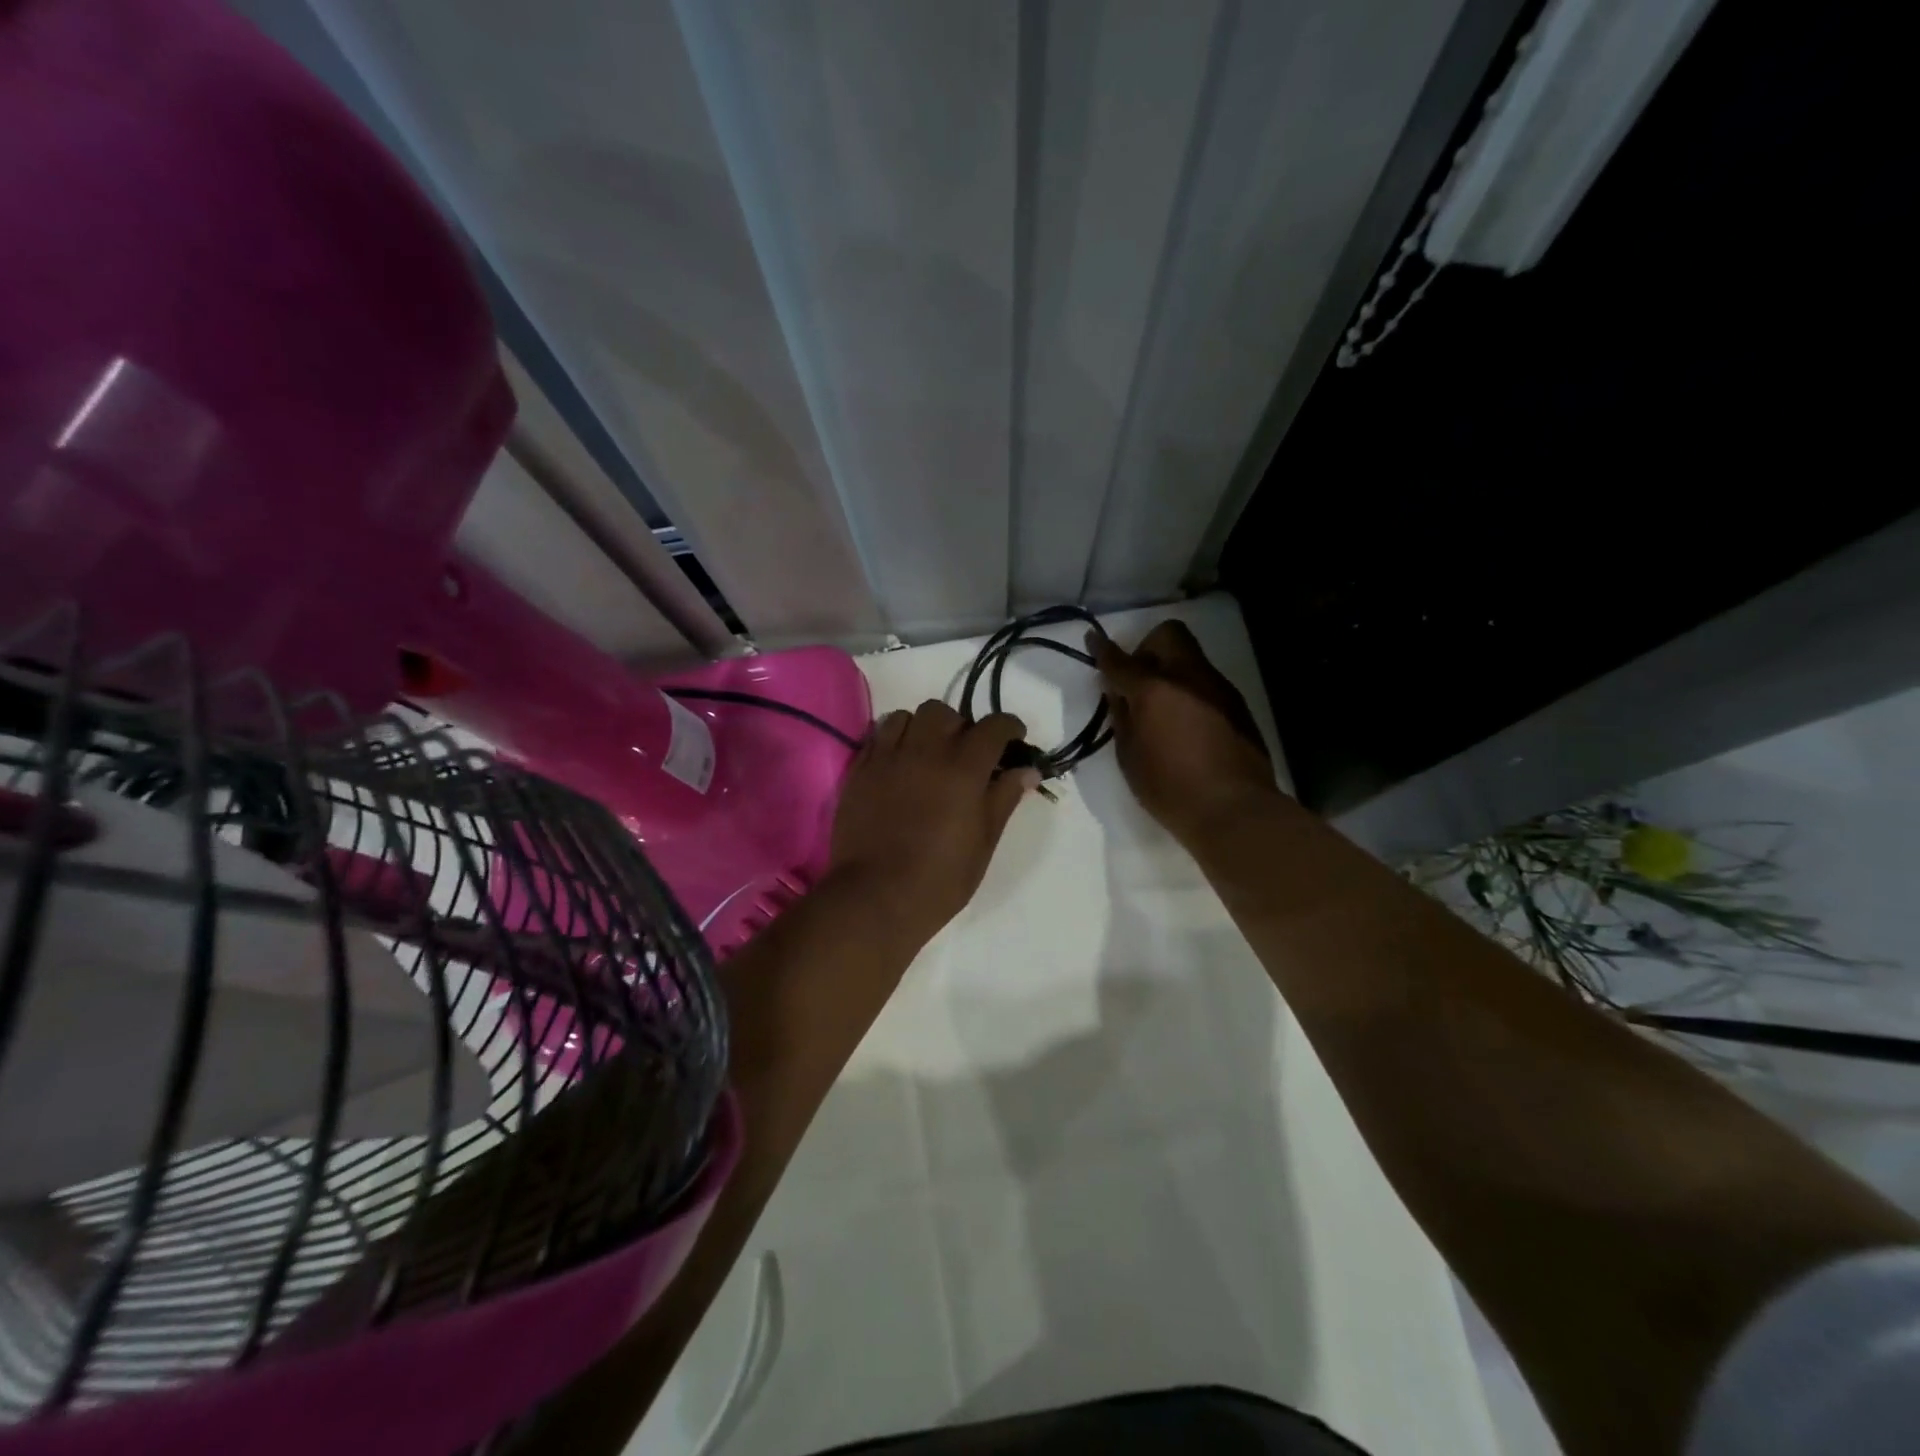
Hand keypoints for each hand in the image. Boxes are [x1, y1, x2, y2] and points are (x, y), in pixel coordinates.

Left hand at [829, 701, 1039, 945]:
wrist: (876, 896)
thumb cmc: (941, 878)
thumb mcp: (984, 842)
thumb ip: (1004, 798)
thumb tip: (1026, 771)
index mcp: (964, 768)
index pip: (994, 726)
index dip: (1009, 728)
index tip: (1014, 739)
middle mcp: (925, 751)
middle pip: (946, 713)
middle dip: (962, 726)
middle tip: (965, 753)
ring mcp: (888, 757)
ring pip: (908, 716)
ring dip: (923, 728)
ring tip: (927, 753)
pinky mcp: (860, 769)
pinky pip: (878, 734)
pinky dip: (893, 739)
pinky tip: (899, 763)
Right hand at [1090, 620, 1277, 847]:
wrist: (1234, 810)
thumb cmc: (1170, 789)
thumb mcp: (1129, 757)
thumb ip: (1122, 719)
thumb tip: (1119, 694)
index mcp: (1153, 690)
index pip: (1120, 661)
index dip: (1102, 649)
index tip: (1093, 639)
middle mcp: (1188, 677)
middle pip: (1167, 635)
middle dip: (1147, 648)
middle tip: (1138, 680)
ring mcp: (1217, 687)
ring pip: (1190, 657)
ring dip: (1171, 669)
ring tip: (1163, 706)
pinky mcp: (1237, 704)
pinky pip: (1207, 682)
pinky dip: (1190, 690)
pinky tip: (1187, 723)